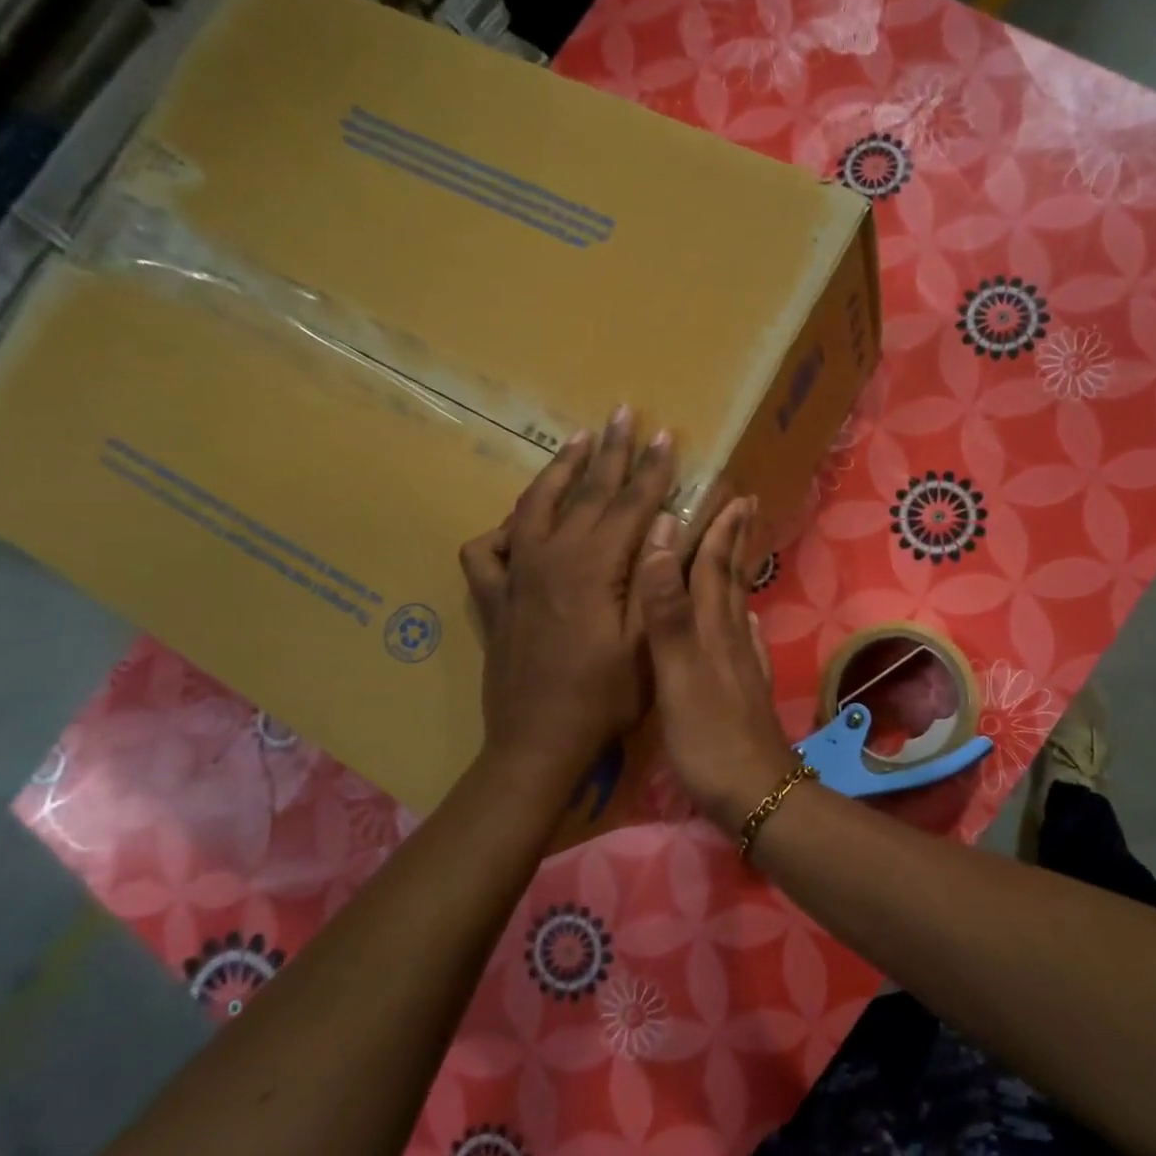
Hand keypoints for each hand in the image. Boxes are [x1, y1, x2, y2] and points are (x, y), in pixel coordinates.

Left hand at [459, 407, 676, 786]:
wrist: (538, 742)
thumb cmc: (604, 698)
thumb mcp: (645, 643)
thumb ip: (654, 580)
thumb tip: (666, 524)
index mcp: (593, 567)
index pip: (630, 504)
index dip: (651, 469)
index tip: (665, 435)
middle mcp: (549, 557)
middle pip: (585, 493)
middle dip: (610, 451)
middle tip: (623, 413)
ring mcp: (515, 575)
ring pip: (534, 506)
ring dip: (559, 470)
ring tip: (577, 441)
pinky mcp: (494, 598)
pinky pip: (488, 550)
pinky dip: (503, 529)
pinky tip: (518, 524)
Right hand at [634, 497, 798, 827]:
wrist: (754, 795)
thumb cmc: (708, 736)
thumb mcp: (676, 674)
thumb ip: (668, 612)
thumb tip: (663, 542)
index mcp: (712, 631)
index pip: (713, 568)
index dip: (720, 530)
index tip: (732, 494)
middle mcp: (731, 640)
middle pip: (730, 581)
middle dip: (733, 542)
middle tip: (742, 506)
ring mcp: (743, 667)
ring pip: (737, 608)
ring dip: (734, 575)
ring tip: (735, 552)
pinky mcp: (746, 692)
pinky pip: (745, 643)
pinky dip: (741, 623)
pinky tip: (744, 623)